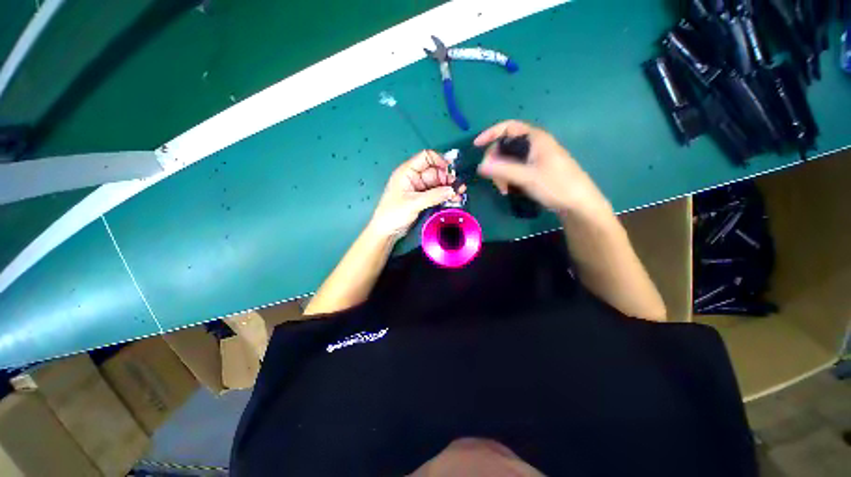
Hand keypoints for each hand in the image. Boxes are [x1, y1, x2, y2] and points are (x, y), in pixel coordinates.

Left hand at [370, 150, 462, 239]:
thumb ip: (434, 196)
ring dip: (449, 188)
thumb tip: (453, 190)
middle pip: (435, 172)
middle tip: (460, 186)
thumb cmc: (394, 213)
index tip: (452, 169)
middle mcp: (414, 177)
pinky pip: (437, 194)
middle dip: (448, 178)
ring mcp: (419, 189)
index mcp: (407, 172)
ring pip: (438, 184)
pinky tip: (454, 199)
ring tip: (460, 194)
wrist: (387, 231)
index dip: (439, 160)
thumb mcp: (413, 203)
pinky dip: (445, 196)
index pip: (426, 157)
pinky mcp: (423, 199)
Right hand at [475, 120, 610, 215]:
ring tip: (504, 190)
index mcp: (535, 139)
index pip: (508, 127)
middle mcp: (534, 145)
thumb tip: (480, 166)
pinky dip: (508, 178)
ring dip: (501, 174)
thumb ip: (503, 170)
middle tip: (494, 180)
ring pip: (509, 161)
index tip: (477, 145)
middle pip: (506, 147)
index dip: (490, 133)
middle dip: (496, 163)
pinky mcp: (536, 170)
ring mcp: (535, 158)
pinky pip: (515, 169)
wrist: (578, 204)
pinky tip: (509, 190)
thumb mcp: (527, 177)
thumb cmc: (556, 186)